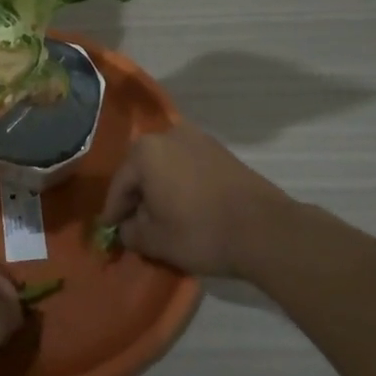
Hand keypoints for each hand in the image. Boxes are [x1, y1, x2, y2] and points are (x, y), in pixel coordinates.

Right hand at [98, 123, 297, 277]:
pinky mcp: (222, 152)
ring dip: (160, 190)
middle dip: (137, 197)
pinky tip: (186, 208)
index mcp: (145, 151)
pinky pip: (189, 168)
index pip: (120, 184)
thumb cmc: (200, 232)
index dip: (113, 212)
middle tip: (134, 225)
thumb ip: (130, 232)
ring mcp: (199, 140)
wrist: (265, 230)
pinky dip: (181, 186)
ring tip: (162, 218)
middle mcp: (169, 135)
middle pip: (142, 170)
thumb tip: (127, 228)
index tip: (110, 232)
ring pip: (166, 167)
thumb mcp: (154, 240)